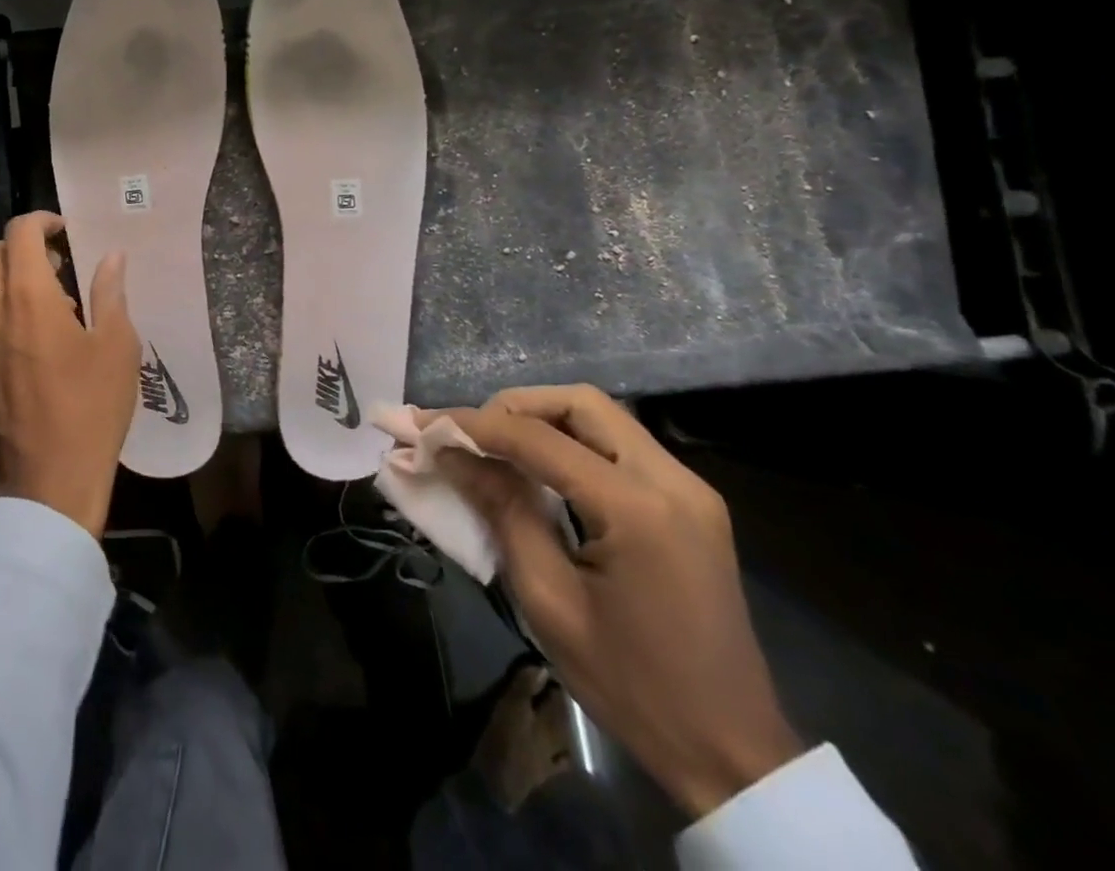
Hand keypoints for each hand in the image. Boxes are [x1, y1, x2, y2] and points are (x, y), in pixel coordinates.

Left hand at [0, 212, 138, 537]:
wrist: (44, 486)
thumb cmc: (90, 410)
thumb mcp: (116, 348)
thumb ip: (110, 293)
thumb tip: (112, 257)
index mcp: (26, 297)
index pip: (19, 232)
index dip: (42, 221)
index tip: (65, 232)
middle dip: (17, 247)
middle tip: (54, 266)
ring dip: (6, 282)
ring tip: (49, 310)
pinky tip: (30, 349)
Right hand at [423, 386, 801, 817]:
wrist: (732, 753)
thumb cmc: (631, 684)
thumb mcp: (549, 599)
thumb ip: (501, 510)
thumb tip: (450, 453)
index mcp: (639, 509)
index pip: (539, 437)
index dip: (474, 424)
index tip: (424, 424)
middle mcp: (673, 481)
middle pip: (580, 403)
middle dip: (515, 408)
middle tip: (469, 434)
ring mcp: (689, 490)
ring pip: (601, 417)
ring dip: (542, 421)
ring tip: (495, 447)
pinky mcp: (691, 504)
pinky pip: (619, 446)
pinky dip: (570, 442)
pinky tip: (539, 468)